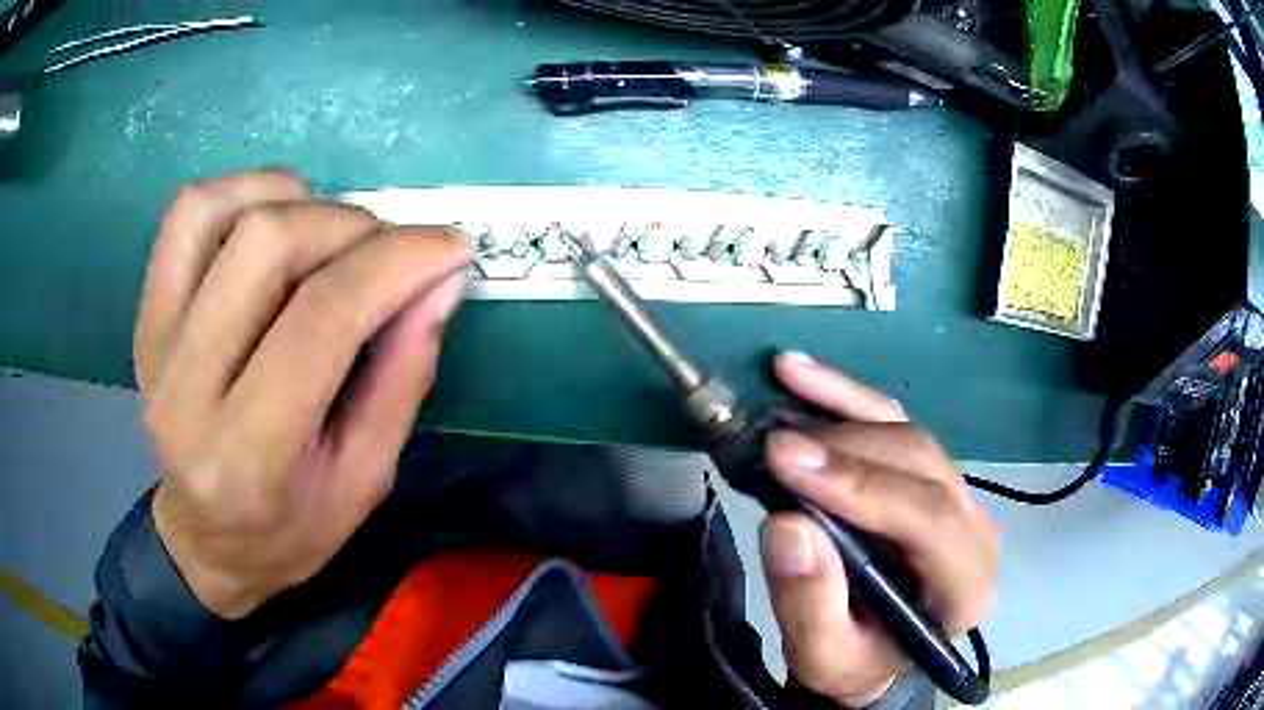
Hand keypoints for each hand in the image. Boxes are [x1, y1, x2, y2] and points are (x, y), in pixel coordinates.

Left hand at [135, 172, 472, 618]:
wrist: (207, 541)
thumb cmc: (292, 529)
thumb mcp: (367, 477)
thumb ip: (404, 374)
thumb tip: (441, 278)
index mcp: (249, 454)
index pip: (321, 318)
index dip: (396, 263)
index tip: (451, 246)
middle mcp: (186, 390)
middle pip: (266, 245)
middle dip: (350, 226)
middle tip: (390, 252)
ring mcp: (155, 343)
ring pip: (218, 211)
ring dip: (295, 202)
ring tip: (331, 235)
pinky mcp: (146, 315)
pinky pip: (188, 216)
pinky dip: (243, 193)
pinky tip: (278, 221)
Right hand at [760, 352, 997, 706]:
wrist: (875, 654)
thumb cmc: (855, 661)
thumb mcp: (823, 658)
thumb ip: (810, 604)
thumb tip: (787, 525)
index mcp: (964, 585)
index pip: (928, 519)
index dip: (862, 484)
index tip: (787, 459)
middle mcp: (973, 529)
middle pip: (921, 464)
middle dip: (845, 447)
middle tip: (773, 444)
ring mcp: (956, 495)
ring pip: (908, 433)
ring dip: (845, 407)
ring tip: (785, 383)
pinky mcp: (927, 475)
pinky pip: (894, 421)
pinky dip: (848, 396)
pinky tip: (804, 373)